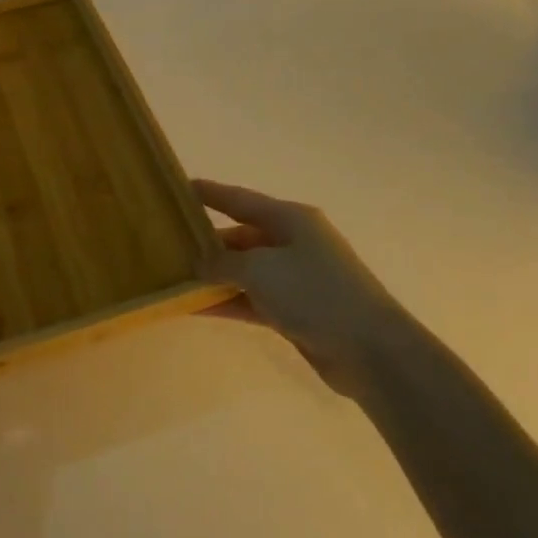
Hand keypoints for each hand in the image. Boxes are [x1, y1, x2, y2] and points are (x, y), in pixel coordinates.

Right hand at [195, 179, 408, 398]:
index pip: (239, 199)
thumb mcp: (260, 270)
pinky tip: (195, 308)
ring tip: (174, 279)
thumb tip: (200, 265)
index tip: (179, 188)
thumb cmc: (314, 293)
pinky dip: (227, 302)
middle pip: (241, 236)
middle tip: (167, 246)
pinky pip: (252, 300)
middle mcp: (293, 243)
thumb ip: (223, 264)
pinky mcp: (296, 312)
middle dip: (206, 243)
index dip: (209, 193)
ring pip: (244, 271)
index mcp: (290, 219)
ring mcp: (296, 279)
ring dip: (213, 277)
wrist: (370, 349)